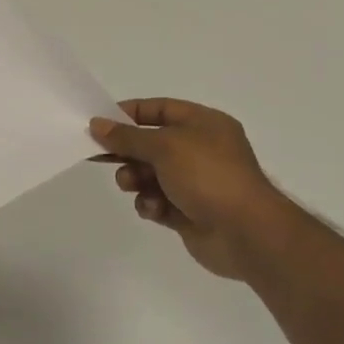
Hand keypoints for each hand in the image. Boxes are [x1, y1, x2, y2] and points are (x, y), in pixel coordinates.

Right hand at [90, 99, 286, 280]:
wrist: (246, 233)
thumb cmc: (208, 176)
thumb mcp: (164, 147)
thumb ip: (127, 136)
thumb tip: (97, 124)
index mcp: (204, 124)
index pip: (160, 109)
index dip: (129, 113)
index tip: (100, 123)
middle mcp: (201, 150)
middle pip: (152, 143)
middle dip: (127, 151)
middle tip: (100, 156)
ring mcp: (196, 182)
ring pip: (150, 174)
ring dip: (135, 178)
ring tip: (131, 185)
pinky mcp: (189, 211)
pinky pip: (158, 201)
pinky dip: (151, 203)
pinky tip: (153, 209)